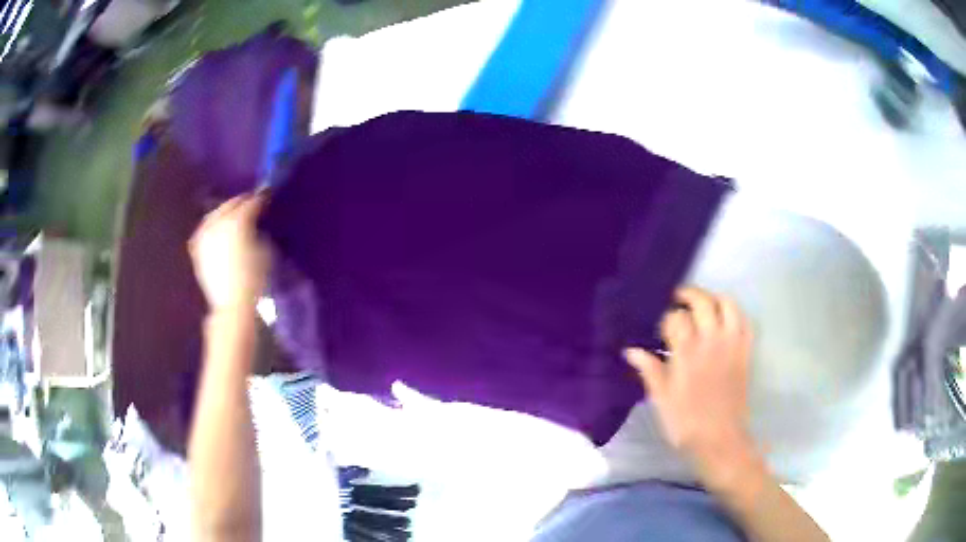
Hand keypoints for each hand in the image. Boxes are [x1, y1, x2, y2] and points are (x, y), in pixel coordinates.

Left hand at [189, 194, 269, 313]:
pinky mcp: (197, 247)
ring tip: (235, 215)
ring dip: (226, 211)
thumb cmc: (254, 279)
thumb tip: (256, 222)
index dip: (262, 198)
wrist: (232, 304)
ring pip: (216, 213)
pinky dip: (214, 224)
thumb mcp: (265, 250)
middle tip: (253, 203)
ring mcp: (204, 234)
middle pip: (231, 204)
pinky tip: (219, 228)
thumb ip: (259, 229)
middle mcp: (218, 222)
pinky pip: (206, 228)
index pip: (251, 202)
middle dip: (242, 202)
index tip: (268, 197)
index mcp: (238, 220)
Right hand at [626, 287, 758, 488]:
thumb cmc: (685, 422)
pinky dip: (735, 314)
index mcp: (687, 352)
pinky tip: (725, 320)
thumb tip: (631, 350)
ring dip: (714, 299)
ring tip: (702, 305)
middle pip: (702, 301)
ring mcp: (732, 344)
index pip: (675, 318)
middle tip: (677, 300)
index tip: (659, 327)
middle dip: (688, 295)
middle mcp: (711, 341)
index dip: (665, 318)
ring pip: (727, 304)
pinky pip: (745, 322)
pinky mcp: (745, 352)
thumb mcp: (661, 399)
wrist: (720, 440)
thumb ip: (650, 370)